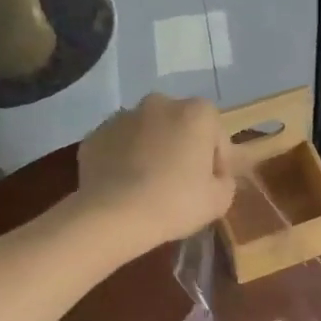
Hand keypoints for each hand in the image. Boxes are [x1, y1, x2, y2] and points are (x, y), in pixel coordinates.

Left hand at [77, 94, 235, 247]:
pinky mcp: (95, 135)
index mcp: (196, 113)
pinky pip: (120, 146)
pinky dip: (125, 159)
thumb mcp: (220, 200)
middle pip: (180, 126)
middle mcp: (160, 104)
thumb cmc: (176, 202)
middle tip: (181, 182)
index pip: (216, 134)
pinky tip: (126, 186)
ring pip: (148, 133)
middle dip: (183, 147)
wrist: (112, 215)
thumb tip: (215, 177)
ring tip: (150, 186)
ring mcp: (123, 117)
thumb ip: (225, 181)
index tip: (211, 184)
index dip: (217, 160)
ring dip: (153, 151)